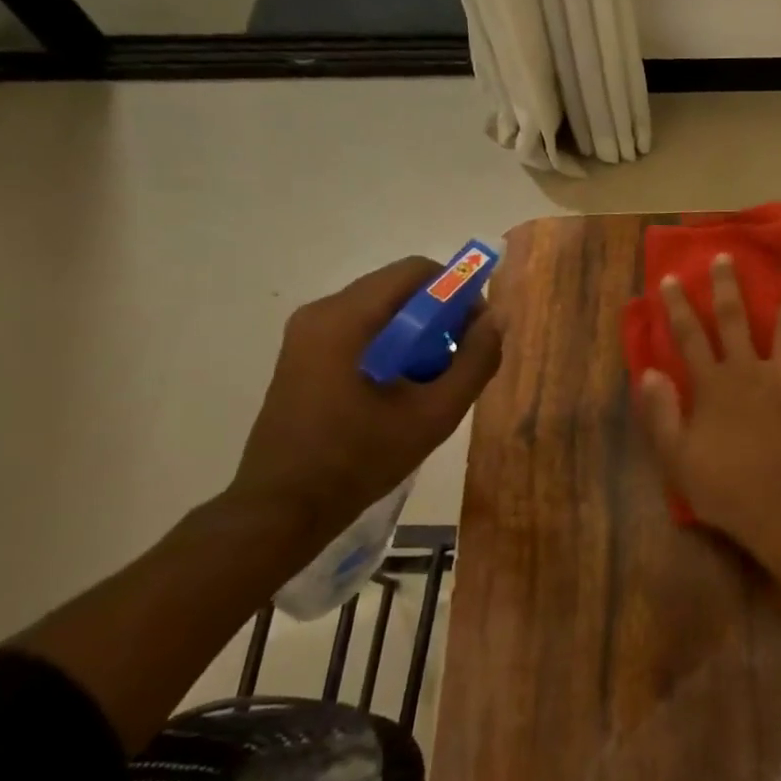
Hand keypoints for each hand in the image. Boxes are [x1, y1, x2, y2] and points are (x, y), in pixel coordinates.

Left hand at [227, 257, 504, 535]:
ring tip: (435, 378)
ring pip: (382, 311)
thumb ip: (474, 362)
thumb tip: (496, 320)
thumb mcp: (434, 414)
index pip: (416, 271)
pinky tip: (404, 388)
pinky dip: (393, 345)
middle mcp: (321, 313)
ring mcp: (307, 334)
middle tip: (462, 358)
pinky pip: (362, 331)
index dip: (458, 291)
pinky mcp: (304, 356)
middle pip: (398, 289)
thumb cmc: (360, 459)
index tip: (477, 331)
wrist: (283, 509)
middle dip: (440, 315)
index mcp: (345, 318)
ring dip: (419, 333)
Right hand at [637, 254, 780, 549]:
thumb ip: (661, 414)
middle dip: (727, 287)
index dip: (677, 307)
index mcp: (714, 385)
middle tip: (725, 256)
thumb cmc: (726, 489)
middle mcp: (750, 371)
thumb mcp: (678, 458)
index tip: (671, 278)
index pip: (689, 337)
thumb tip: (648, 372)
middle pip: (736, 320)